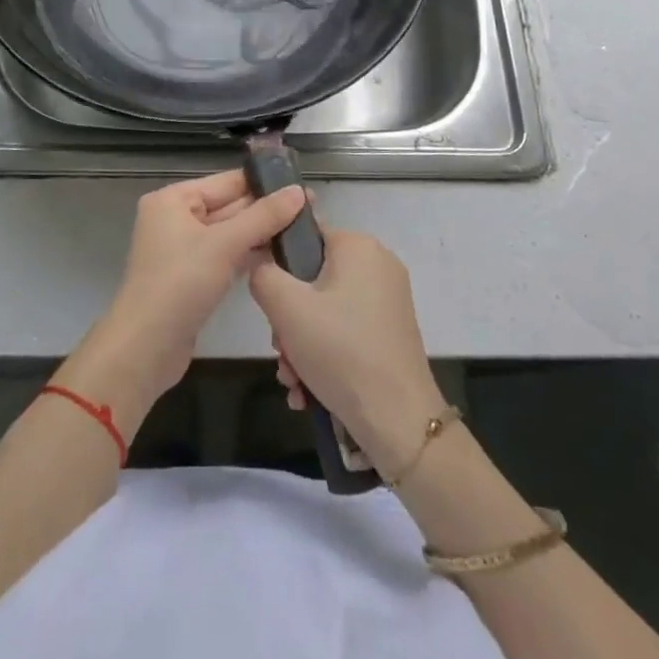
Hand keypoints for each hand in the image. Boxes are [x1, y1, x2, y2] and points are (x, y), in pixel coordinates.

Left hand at [70, 170, 307, 428]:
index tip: (302, 184)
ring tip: (304, 230)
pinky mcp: (192, 277)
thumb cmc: (180, 284)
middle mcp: (176, 218)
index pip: (227, 182)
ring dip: (261, 233)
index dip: (264, 183)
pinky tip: (280, 255)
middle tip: (312, 209)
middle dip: (266, 210)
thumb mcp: (224, 245)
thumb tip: (299, 191)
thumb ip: (263, 216)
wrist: (145, 348)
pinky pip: (225, 256)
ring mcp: (183, 250)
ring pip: (229, 233)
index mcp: (173, 199)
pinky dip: (249, 255)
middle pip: (229, 206)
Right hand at [248, 228, 445, 476]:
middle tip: (282, 351)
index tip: (271, 306)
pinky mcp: (391, 332)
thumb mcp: (286, 308)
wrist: (398, 421)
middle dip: (288, 320)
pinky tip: (308, 390)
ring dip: (301, 344)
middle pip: (313, 280)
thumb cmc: (340, 351)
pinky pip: (345, 331)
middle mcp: (378, 265)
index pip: (305, 236)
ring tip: (293, 380)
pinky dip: (324, 355)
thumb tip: (260, 262)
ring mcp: (388, 300)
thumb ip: (263, 274)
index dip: (279, 267)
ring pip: (326, 311)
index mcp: (358, 246)